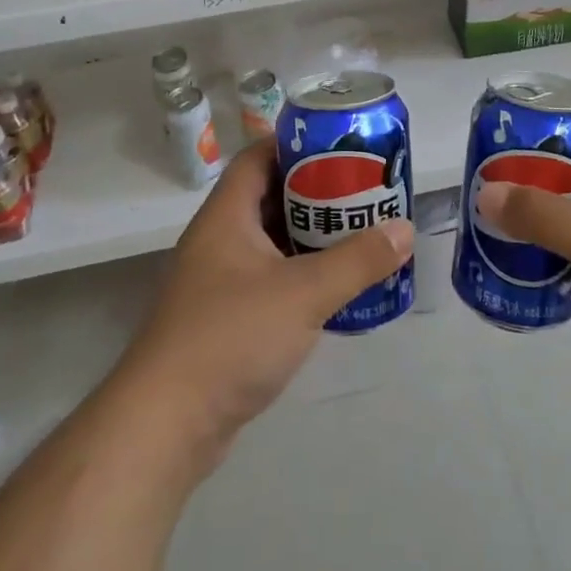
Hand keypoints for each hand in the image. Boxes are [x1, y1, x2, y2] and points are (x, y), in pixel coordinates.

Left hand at [116, 136, 413, 465]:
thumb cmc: (231, 337)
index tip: (342, 147)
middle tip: (362, 191)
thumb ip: (357, 261)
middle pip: (270, 196)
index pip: (260, 156)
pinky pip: (269, 279)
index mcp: (227, 215)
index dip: (298, 145)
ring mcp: (219, 281)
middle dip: (316, 192)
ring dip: (310, 236)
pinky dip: (300, 275)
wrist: (166, 425)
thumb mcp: (303, 293)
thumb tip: (404, 229)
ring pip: (271, 241)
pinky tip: (333, 287)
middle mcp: (219, 239)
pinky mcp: (225, 318)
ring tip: (359, 233)